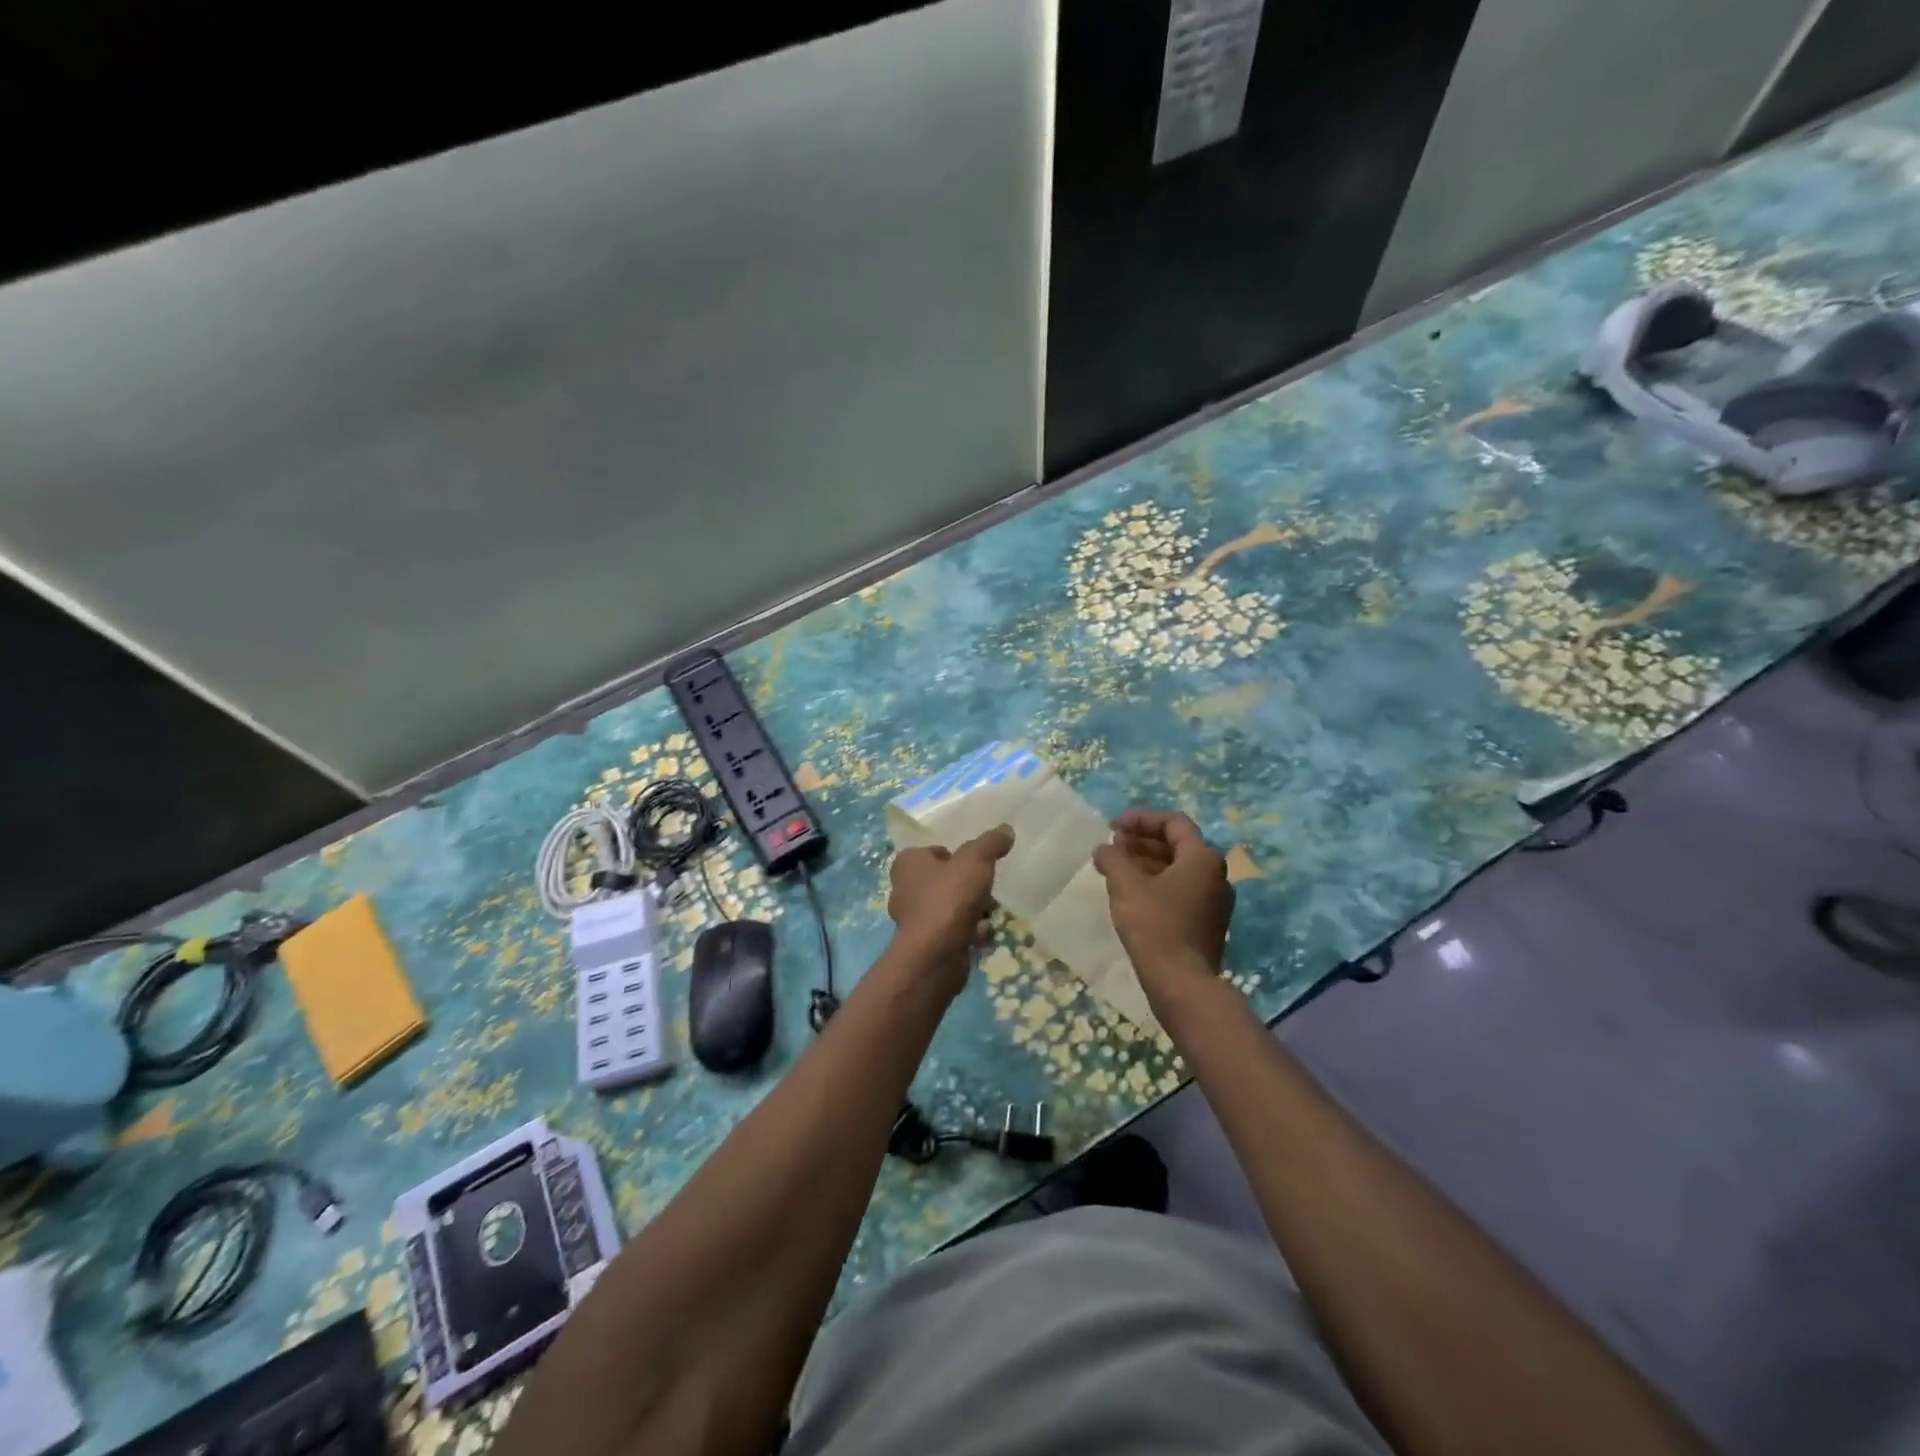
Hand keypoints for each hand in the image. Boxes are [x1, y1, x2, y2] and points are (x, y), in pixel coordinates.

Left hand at [887, 825, 1014, 987]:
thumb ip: (990, 843)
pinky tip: (982, 934)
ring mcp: (912, 919)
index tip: (975, 864)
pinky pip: (950, 930)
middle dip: (965, 885)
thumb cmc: (950, 897)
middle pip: (942, 880)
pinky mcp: (924, 943)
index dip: (955, 857)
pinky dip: (966, 931)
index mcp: (908, 863)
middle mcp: (904, 888)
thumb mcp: (976, 860)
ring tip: (988, 912)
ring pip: (947, 906)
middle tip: (985, 888)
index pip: (933, 852)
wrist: (935, 953)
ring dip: (969, 909)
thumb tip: (1005, 829)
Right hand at [1093, 810, 1234, 1020]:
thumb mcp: (1126, 885)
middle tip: (1113, 846)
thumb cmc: (1155, 925)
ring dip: (1146, 862)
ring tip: (1116, 867)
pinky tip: (1130, 893)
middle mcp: (1216, 875)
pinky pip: (1180, 890)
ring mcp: (1214, 901)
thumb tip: (1104, 848)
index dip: (1141, 819)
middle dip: (1142, 841)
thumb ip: (1113, 858)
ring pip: (1177, 869)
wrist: (1182, 983)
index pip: (1173, 823)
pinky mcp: (1206, 923)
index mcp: (1203, 858)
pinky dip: (1155, 883)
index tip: (1113, 827)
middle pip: (1177, 845)